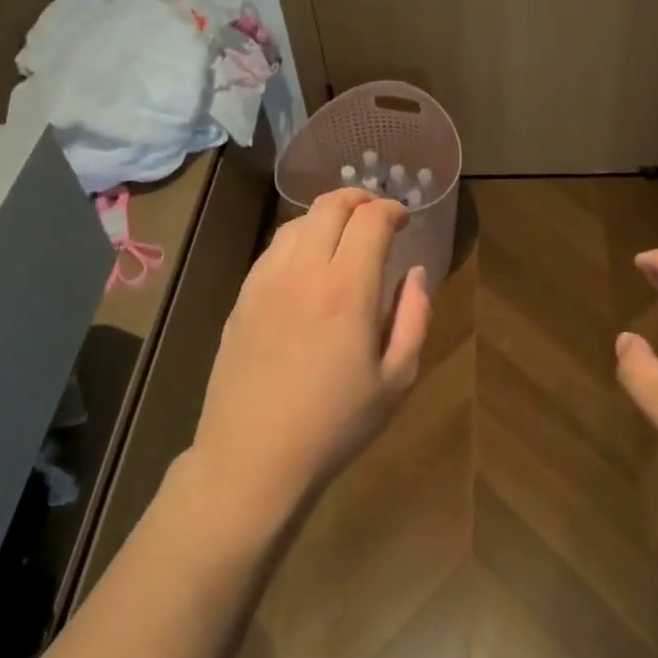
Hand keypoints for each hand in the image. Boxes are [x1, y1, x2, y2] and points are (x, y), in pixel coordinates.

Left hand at [191, 188, 432, 532]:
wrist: (253, 458)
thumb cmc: (335, 424)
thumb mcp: (397, 379)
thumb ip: (415, 317)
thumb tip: (415, 274)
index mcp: (348, 289)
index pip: (371, 219)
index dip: (393, 209)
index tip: (405, 220)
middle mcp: (304, 272)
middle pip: (330, 206)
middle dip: (360, 199)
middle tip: (378, 215)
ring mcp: (265, 282)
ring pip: (297, 223)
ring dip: (327, 217)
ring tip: (344, 236)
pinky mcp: (241, 298)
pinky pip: (272, 250)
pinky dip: (298, 240)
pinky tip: (307, 265)